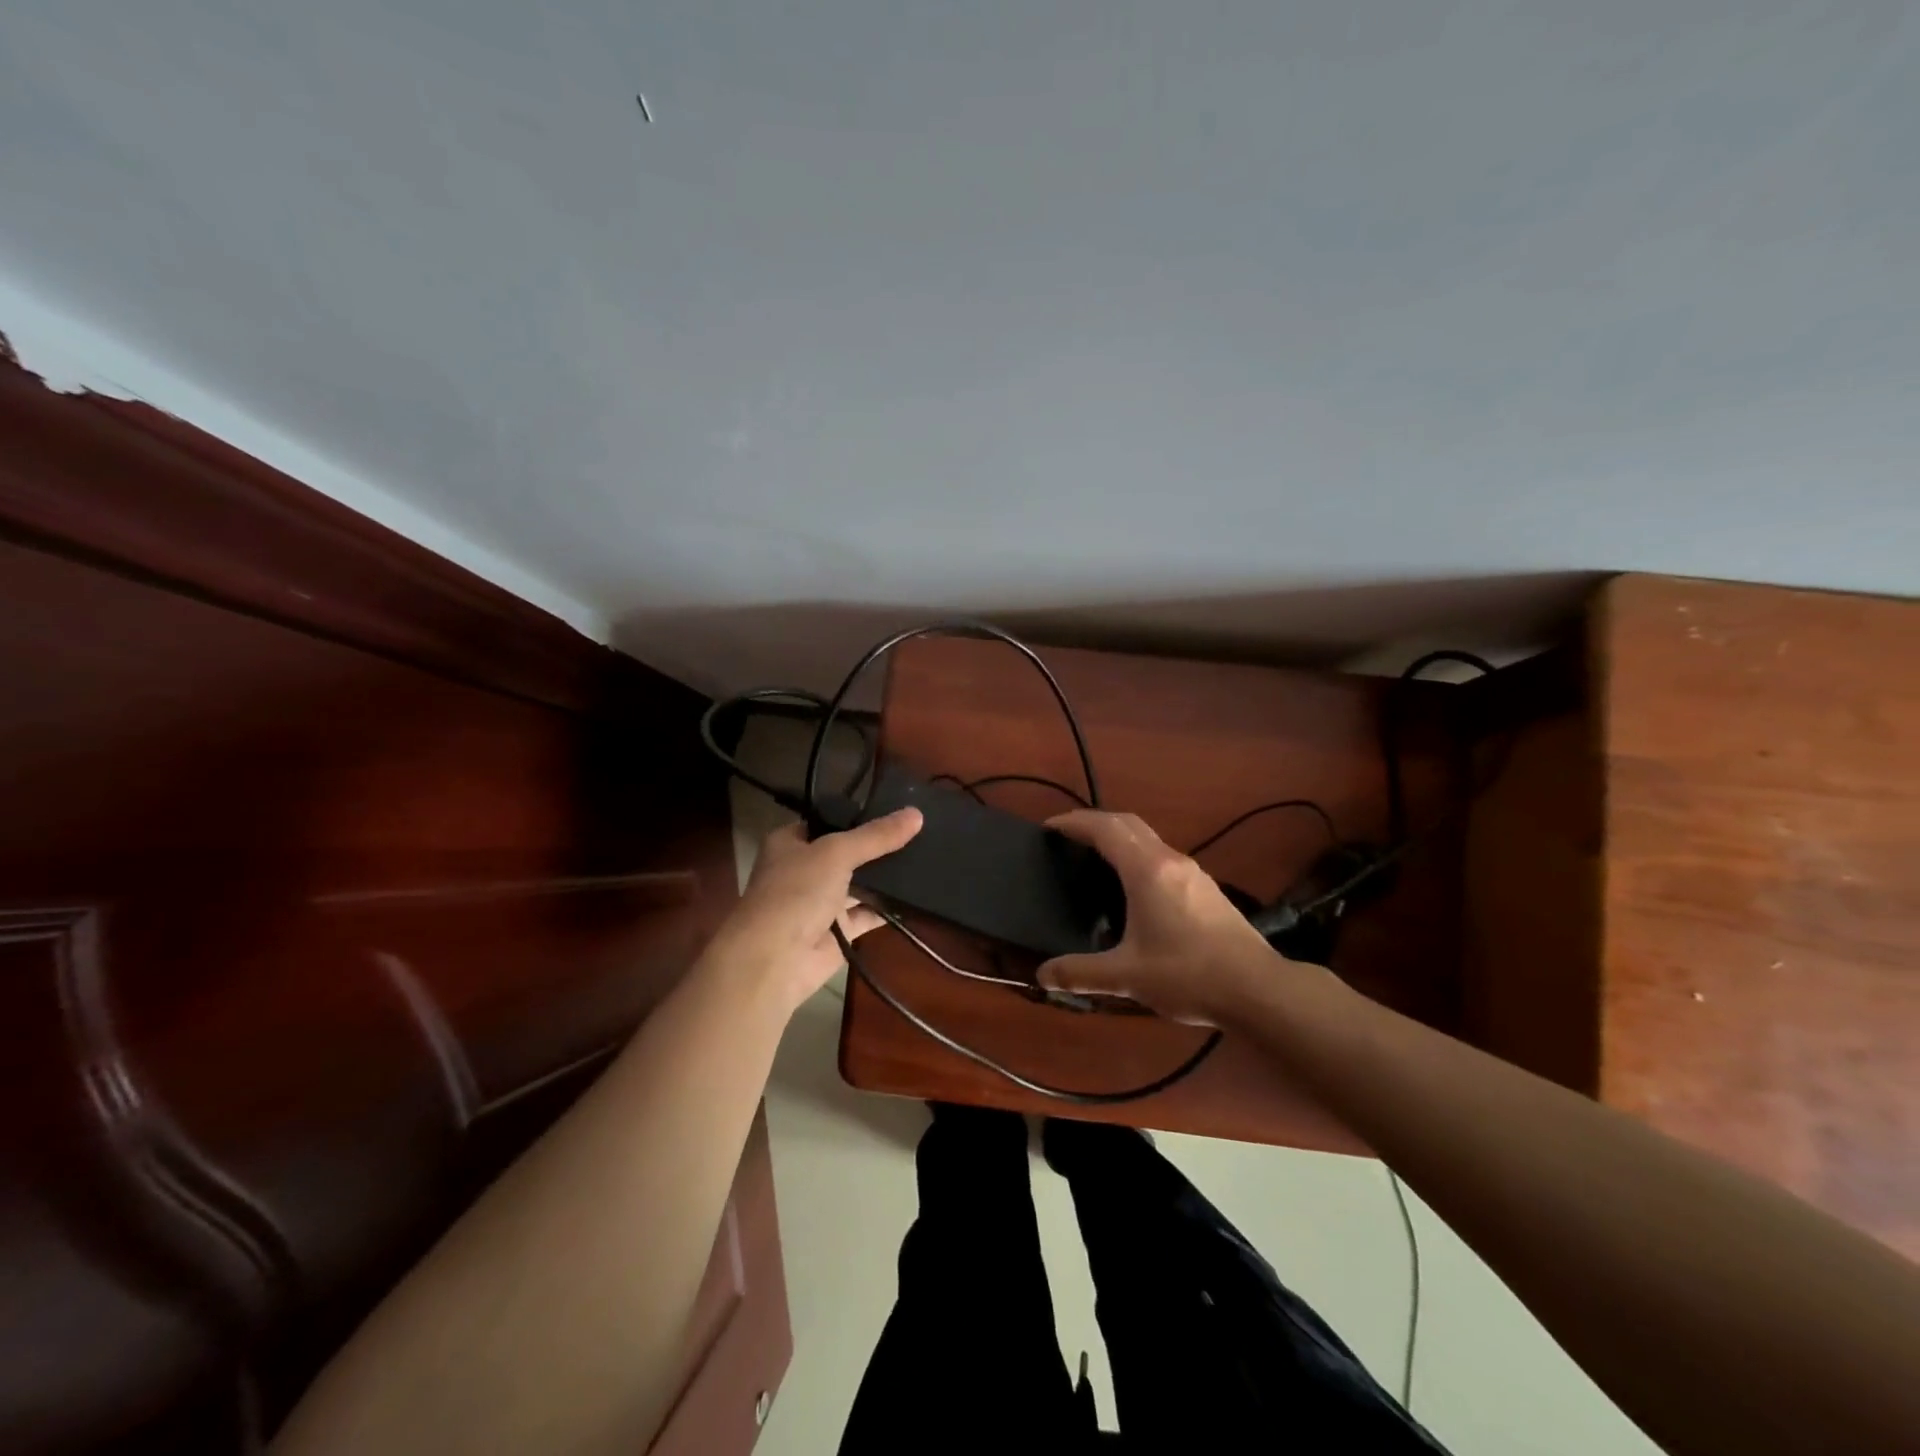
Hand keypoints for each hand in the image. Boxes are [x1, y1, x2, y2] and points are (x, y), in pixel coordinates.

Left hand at [703, 808, 922, 1015]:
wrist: (774, 960)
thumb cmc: (795, 892)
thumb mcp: (836, 853)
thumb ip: (876, 836)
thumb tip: (917, 814)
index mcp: (791, 843)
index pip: (828, 821)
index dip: (858, 815)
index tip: (895, 805)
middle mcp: (805, 870)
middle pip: (848, 852)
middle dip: (878, 846)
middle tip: (919, 830)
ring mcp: (821, 902)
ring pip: (859, 883)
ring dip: (885, 876)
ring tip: (926, 855)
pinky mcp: (838, 931)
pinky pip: (868, 913)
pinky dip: (888, 907)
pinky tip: (917, 894)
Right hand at [1037, 810, 1279, 1025]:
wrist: (1258, 990)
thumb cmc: (1188, 975)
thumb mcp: (1127, 977)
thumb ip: (1080, 973)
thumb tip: (1042, 976)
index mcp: (1147, 870)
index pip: (1104, 828)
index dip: (1074, 822)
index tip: (1049, 827)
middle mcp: (1170, 860)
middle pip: (1127, 822)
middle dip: (1095, 822)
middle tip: (1067, 838)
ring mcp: (1192, 872)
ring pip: (1148, 837)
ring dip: (1119, 837)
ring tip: (1095, 858)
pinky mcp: (1206, 888)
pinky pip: (1162, 856)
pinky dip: (1138, 855)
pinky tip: (1134, 887)